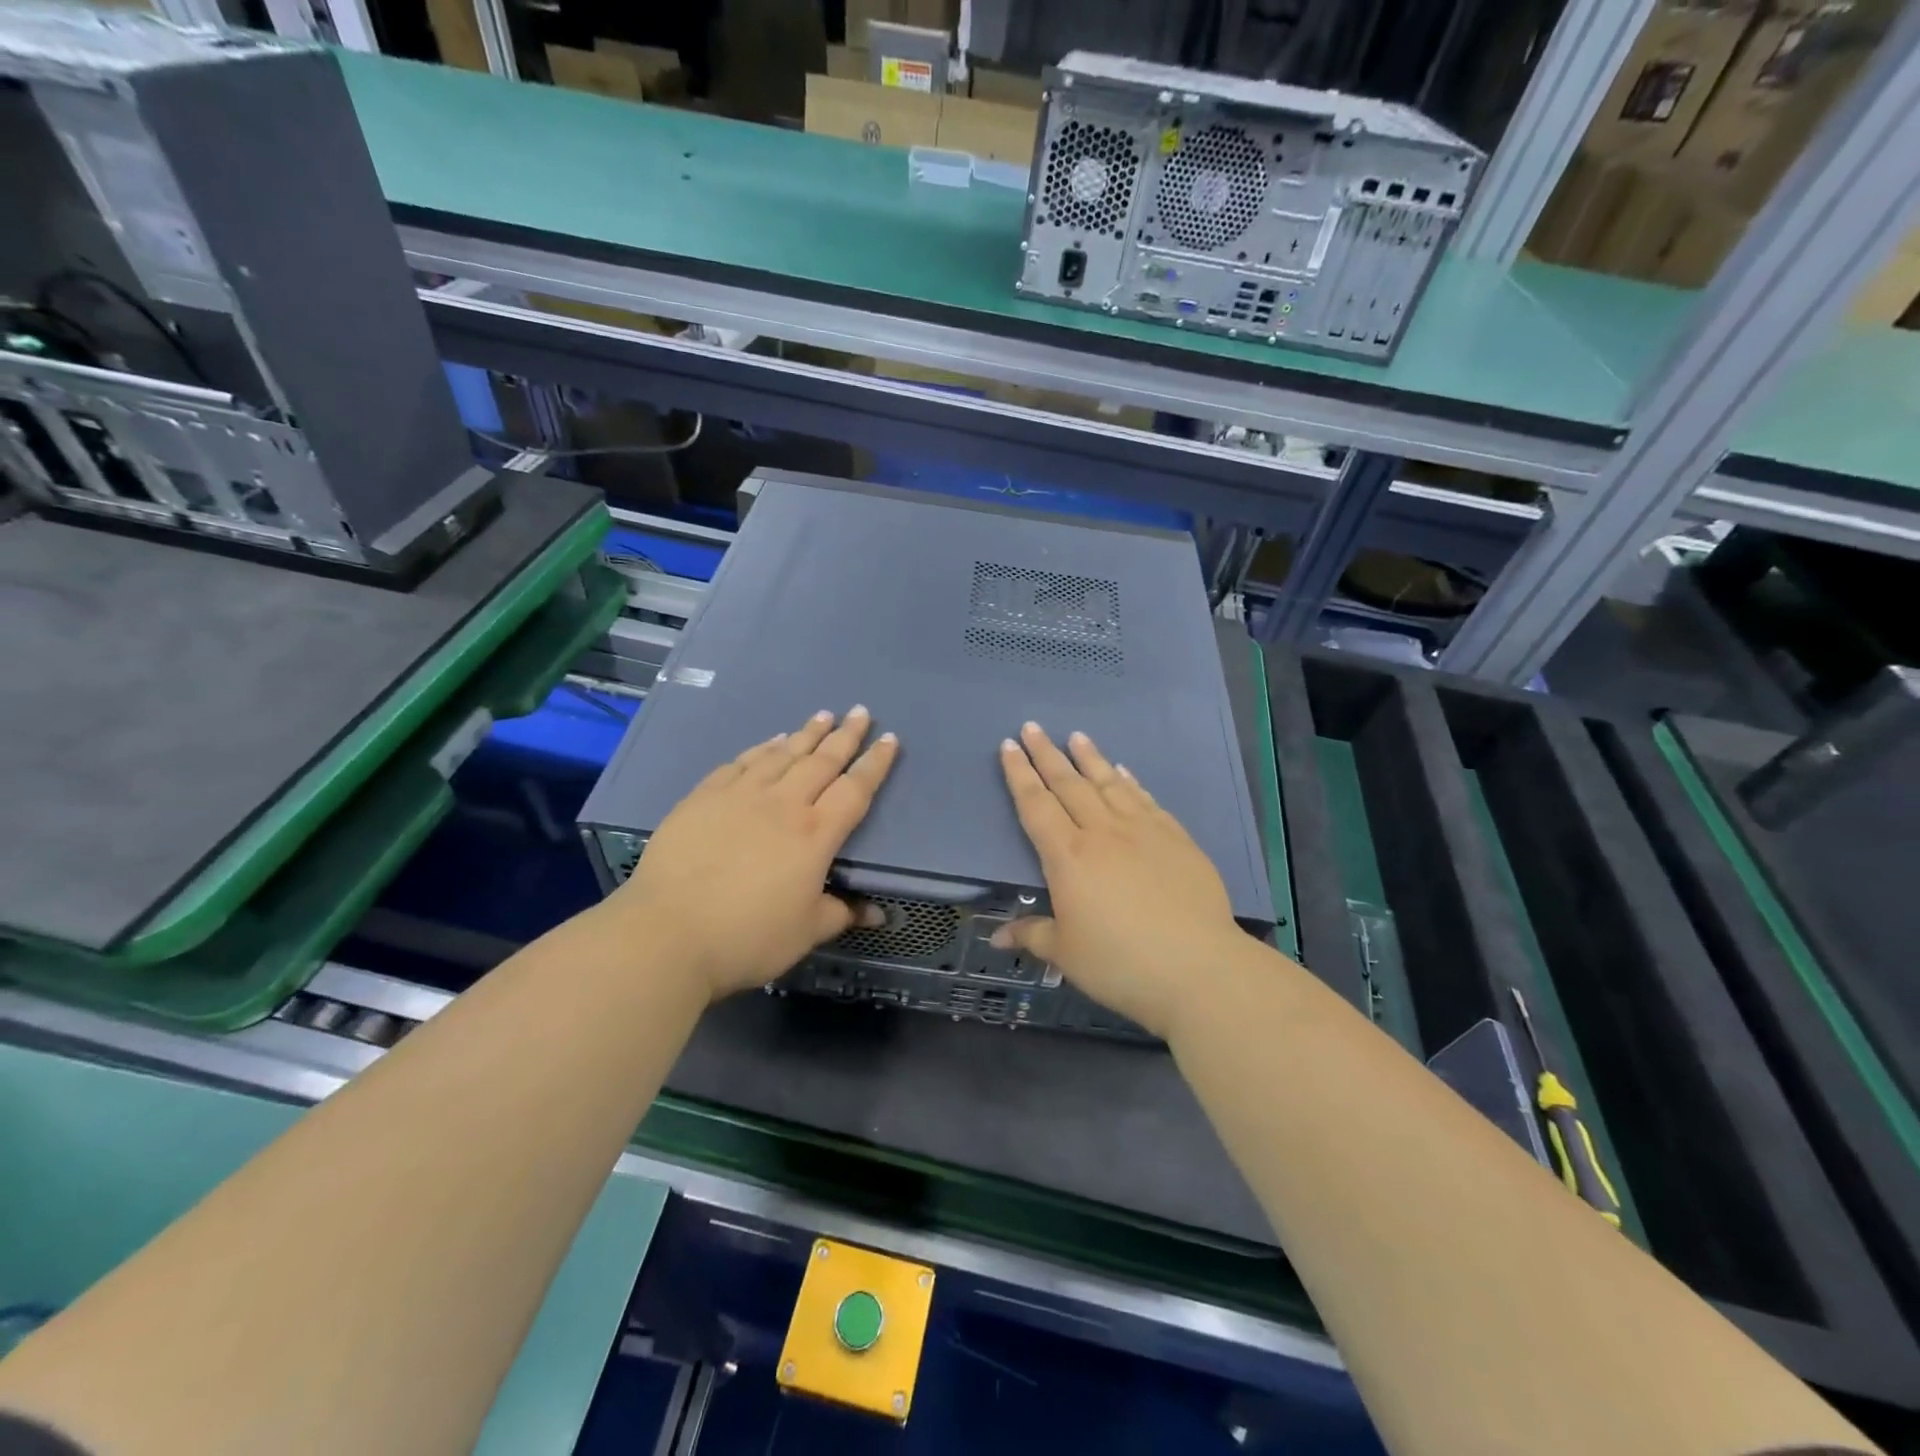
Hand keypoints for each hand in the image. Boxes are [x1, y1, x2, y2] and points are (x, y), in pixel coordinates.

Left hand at [612, 706, 897, 1000]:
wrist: (667, 933)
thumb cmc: (747, 937)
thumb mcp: (806, 932)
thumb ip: (842, 913)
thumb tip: (876, 912)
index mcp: (815, 834)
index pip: (855, 790)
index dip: (875, 764)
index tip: (890, 739)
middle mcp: (782, 804)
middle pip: (821, 761)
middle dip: (845, 735)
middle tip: (860, 712)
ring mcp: (740, 796)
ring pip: (781, 754)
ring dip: (806, 733)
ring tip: (822, 716)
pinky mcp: (703, 798)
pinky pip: (741, 763)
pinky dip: (761, 748)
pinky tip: (770, 741)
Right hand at [995, 722, 1251, 1038]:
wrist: (1199, 968)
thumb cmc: (1121, 963)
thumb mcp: (1066, 955)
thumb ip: (1032, 935)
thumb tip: (997, 936)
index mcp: (1068, 858)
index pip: (1036, 806)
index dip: (1019, 775)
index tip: (1009, 747)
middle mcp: (1103, 833)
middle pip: (1069, 784)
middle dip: (1047, 754)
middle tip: (1032, 727)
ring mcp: (1143, 831)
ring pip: (1109, 784)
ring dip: (1089, 758)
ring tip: (1076, 736)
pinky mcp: (1176, 839)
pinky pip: (1145, 800)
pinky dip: (1130, 782)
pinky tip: (1123, 772)